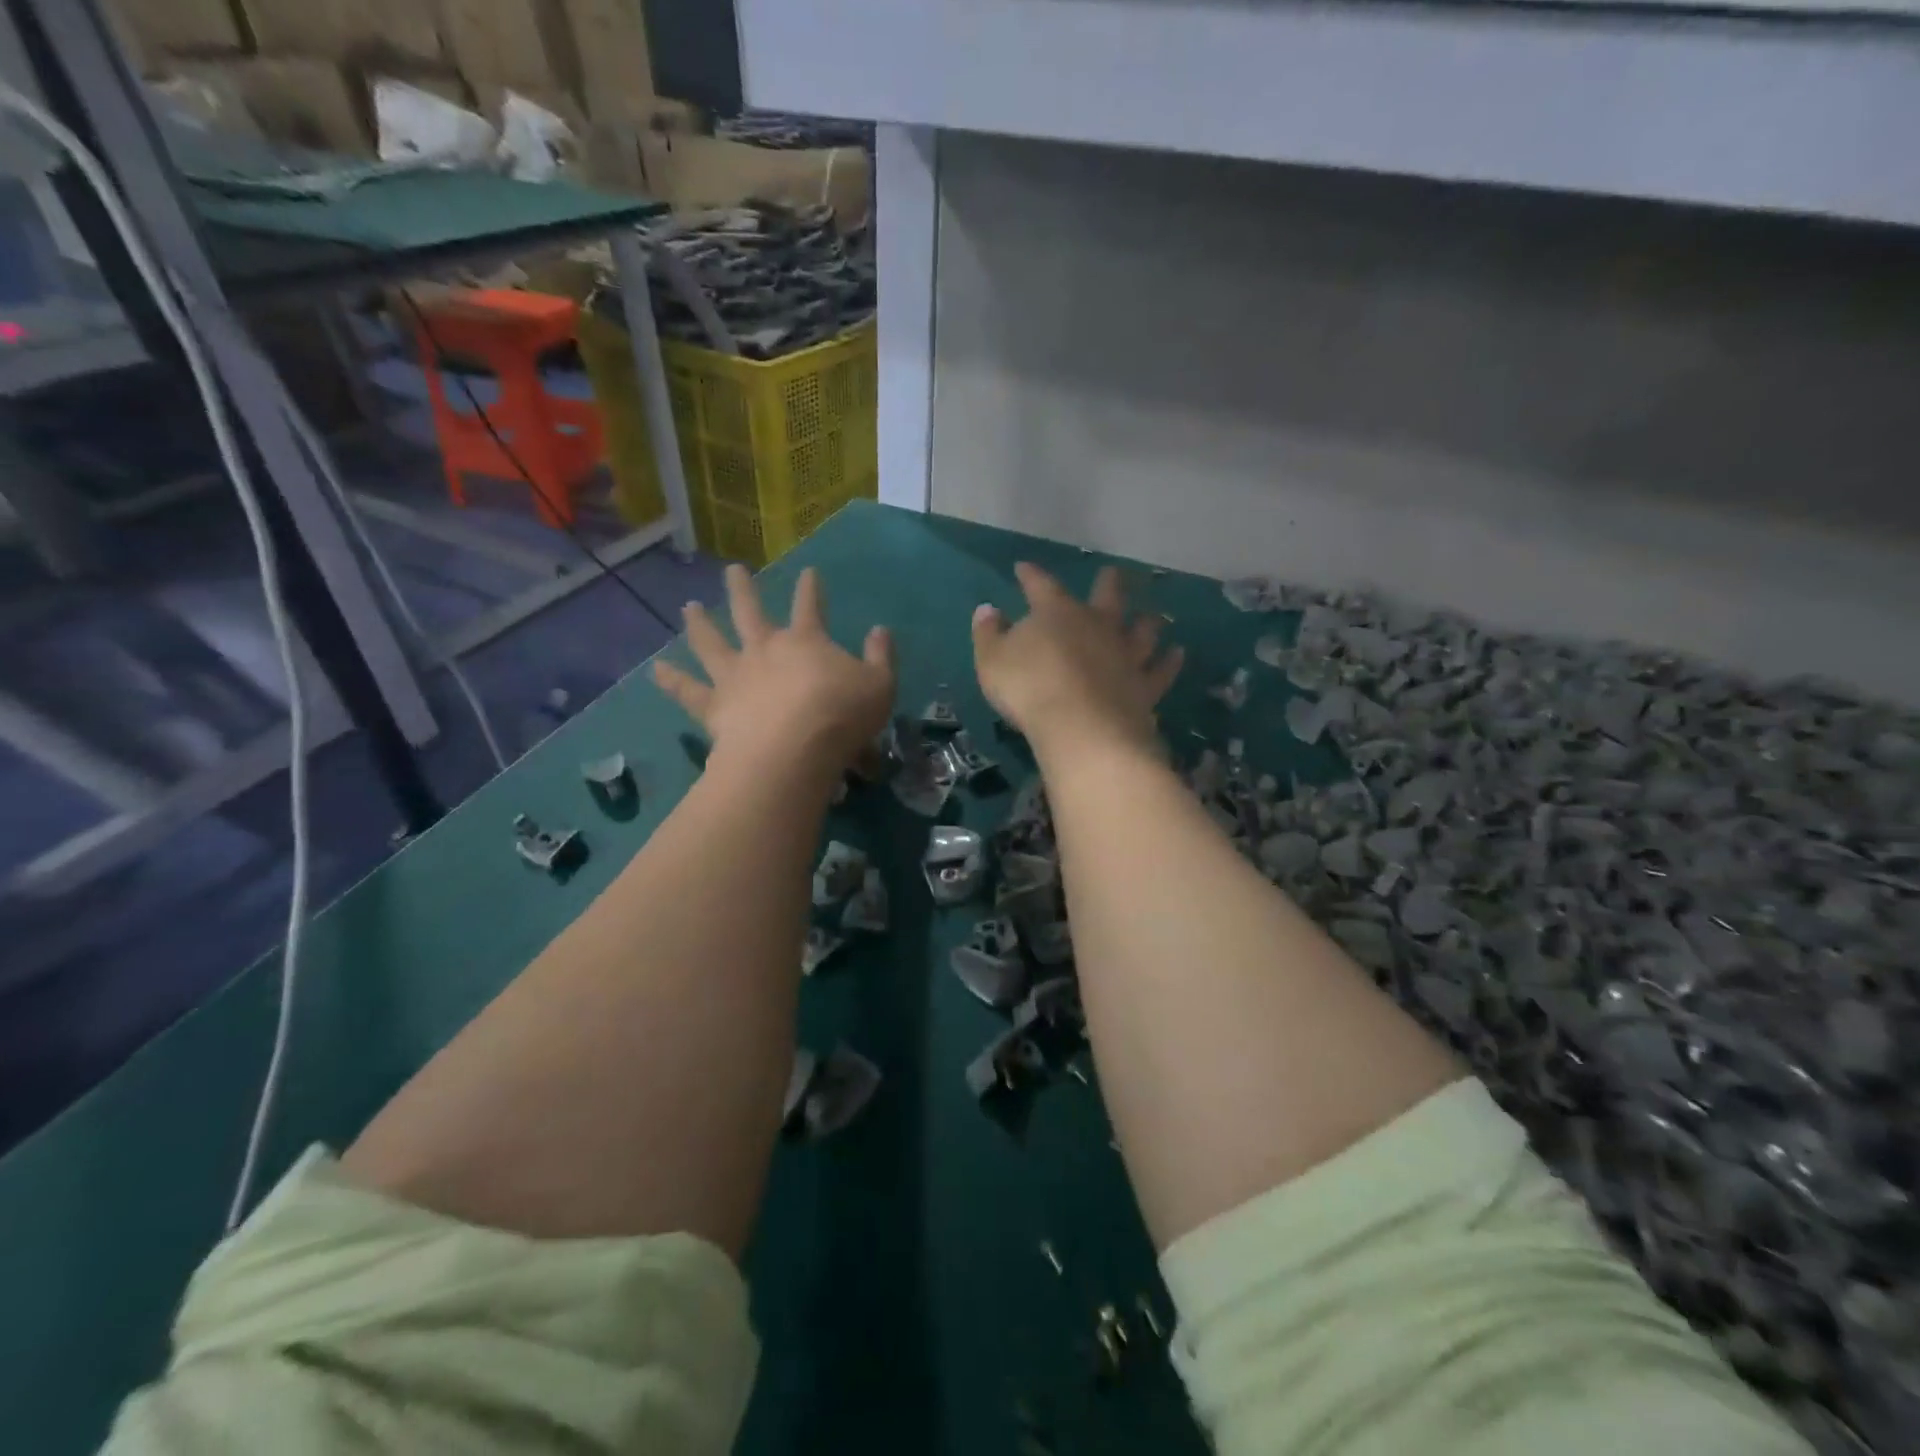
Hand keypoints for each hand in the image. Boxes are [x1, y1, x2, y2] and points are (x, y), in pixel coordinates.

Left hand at [655, 564, 895, 778]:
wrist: (793, 751)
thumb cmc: (841, 716)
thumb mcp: (880, 685)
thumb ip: (881, 657)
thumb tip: (880, 630)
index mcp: (806, 641)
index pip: (810, 607)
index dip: (811, 589)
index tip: (809, 571)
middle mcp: (764, 649)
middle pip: (750, 612)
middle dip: (743, 589)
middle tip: (733, 570)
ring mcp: (735, 676)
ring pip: (711, 643)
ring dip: (699, 624)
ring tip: (689, 608)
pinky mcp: (714, 706)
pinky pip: (688, 691)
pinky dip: (672, 681)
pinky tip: (656, 670)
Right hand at [972, 562, 1182, 754]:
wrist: (1080, 727)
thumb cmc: (1028, 689)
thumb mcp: (992, 661)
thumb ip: (988, 634)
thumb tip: (988, 610)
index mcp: (1057, 613)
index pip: (1041, 586)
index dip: (1031, 576)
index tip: (1024, 568)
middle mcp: (1098, 625)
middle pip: (1108, 596)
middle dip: (1108, 583)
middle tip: (1113, 573)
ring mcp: (1126, 655)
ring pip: (1143, 630)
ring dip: (1147, 622)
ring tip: (1153, 617)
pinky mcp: (1144, 686)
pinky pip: (1161, 670)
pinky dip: (1170, 661)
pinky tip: (1177, 654)